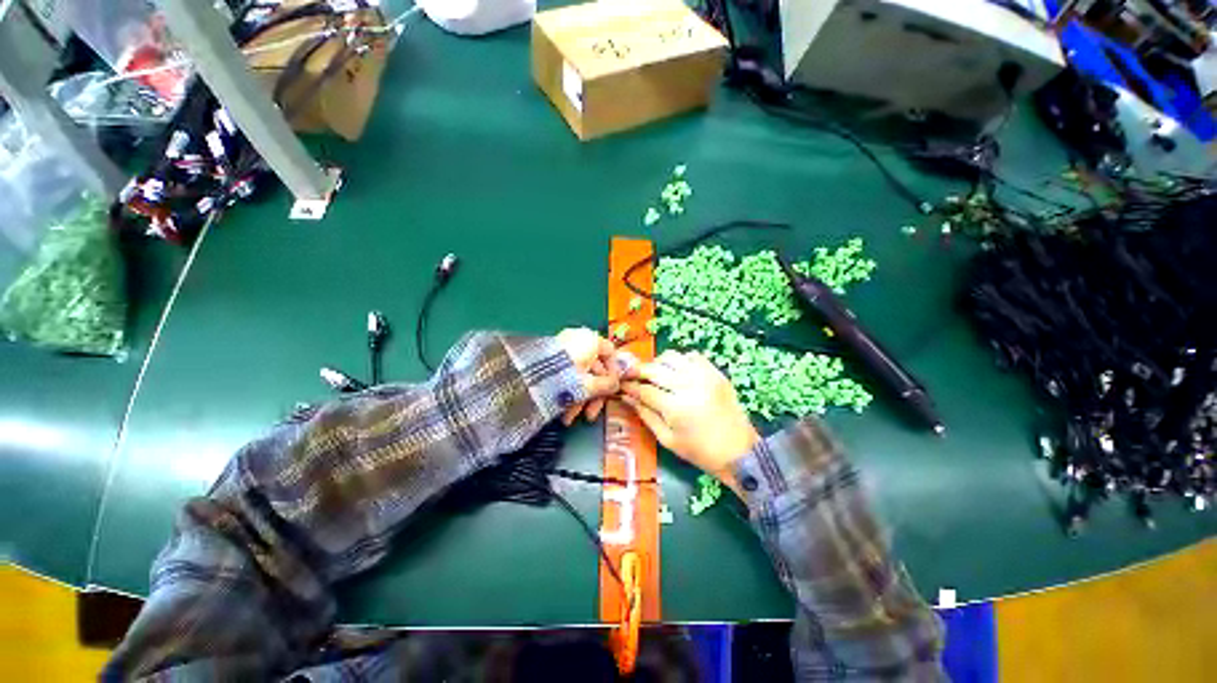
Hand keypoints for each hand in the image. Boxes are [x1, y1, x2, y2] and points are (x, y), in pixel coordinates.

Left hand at [556, 327, 625, 424]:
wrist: (527, 379)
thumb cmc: (565, 377)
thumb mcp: (590, 385)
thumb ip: (607, 385)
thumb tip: (616, 385)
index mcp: (590, 340)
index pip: (610, 352)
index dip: (614, 372)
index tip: (612, 390)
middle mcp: (577, 340)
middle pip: (594, 368)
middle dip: (593, 394)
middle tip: (591, 413)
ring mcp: (563, 349)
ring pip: (579, 374)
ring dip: (579, 398)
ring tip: (571, 418)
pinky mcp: (550, 359)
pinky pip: (566, 374)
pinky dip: (568, 391)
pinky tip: (564, 411)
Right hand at [621, 351, 758, 495]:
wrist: (739, 452)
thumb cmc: (700, 452)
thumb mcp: (667, 440)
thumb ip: (646, 415)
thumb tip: (628, 398)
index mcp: (676, 408)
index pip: (644, 390)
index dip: (629, 387)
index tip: (620, 385)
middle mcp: (689, 386)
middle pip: (655, 369)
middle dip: (638, 371)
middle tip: (631, 375)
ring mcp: (705, 376)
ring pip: (672, 357)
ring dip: (658, 363)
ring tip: (655, 373)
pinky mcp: (716, 373)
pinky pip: (693, 356)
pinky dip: (680, 360)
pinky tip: (677, 371)